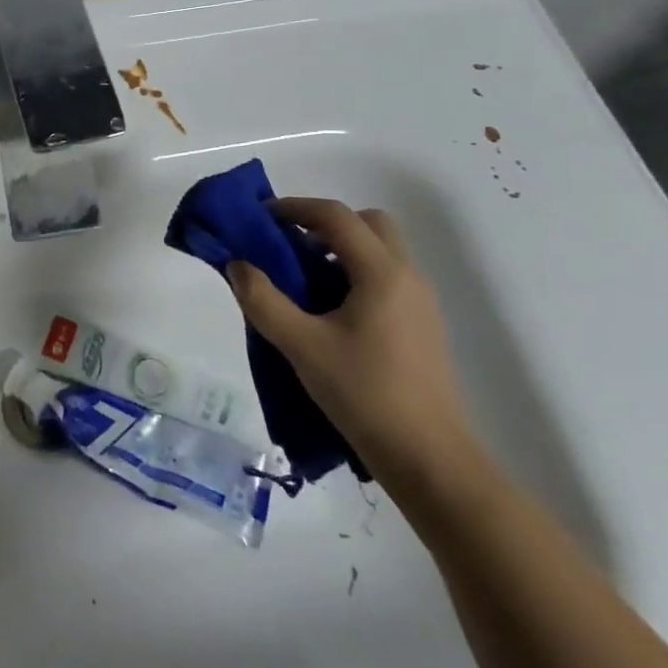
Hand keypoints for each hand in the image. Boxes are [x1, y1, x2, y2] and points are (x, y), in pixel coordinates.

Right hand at [226, 199, 474, 484]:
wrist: (430, 459)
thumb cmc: (364, 394)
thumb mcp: (302, 346)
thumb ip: (263, 301)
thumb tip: (237, 266)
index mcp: (381, 272)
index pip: (336, 216)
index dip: (295, 208)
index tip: (261, 218)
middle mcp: (407, 276)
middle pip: (368, 223)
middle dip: (325, 224)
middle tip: (289, 246)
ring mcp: (420, 301)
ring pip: (381, 250)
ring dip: (341, 249)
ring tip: (304, 280)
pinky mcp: (423, 326)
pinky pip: (387, 277)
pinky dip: (356, 273)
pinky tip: (331, 312)